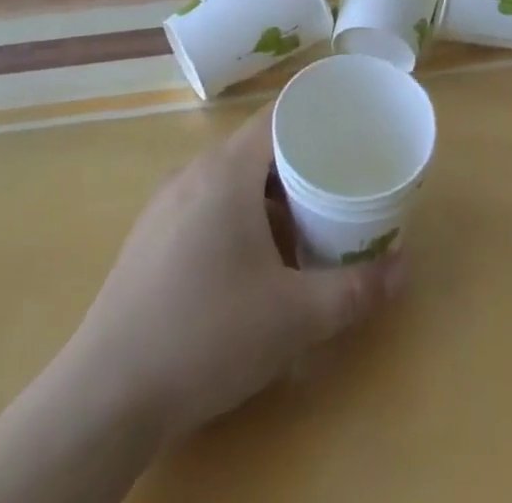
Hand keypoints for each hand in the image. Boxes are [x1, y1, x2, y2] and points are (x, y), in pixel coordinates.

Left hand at [66, 105, 404, 445]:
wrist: (106, 396)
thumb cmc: (207, 335)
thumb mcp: (294, 317)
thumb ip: (354, 290)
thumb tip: (405, 268)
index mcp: (227, 171)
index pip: (278, 115)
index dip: (316, 115)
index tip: (350, 128)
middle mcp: (193, 172)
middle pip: (257, 148)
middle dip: (299, 163)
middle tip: (338, 185)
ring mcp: (165, 204)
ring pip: (230, 179)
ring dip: (268, 195)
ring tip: (302, 226)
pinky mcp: (149, 237)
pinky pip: (205, 205)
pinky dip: (237, 216)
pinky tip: (250, 263)